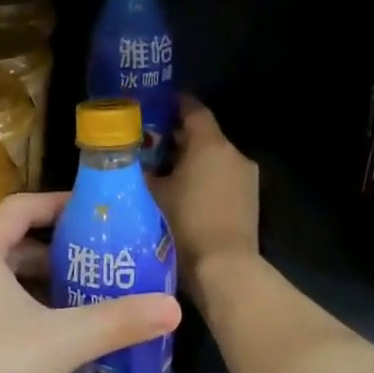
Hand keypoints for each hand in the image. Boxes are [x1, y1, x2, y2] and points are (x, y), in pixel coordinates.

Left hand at [0, 192, 179, 372]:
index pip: (21, 208)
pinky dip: (21, 306)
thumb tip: (173, 308)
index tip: (95, 214)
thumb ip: (116, 322)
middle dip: (56, 251)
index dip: (59, 204)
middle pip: (11, 242)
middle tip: (100, 261)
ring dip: (40, 283)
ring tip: (84, 296)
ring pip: (0, 277)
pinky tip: (51, 333)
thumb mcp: (60, 342)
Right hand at [151, 96, 259, 301]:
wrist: (224, 269)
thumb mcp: (151, 195)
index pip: (192, 108)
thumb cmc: (184, 225)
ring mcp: (245, 177)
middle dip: (175, 136)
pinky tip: (180, 193)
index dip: (172, 103)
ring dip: (189, 159)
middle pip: (202, 134)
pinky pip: (221, 177)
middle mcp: (233, 153)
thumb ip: (138, 171)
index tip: (152, 105)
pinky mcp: (249, 200)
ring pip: (212, 157)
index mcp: (210, 144)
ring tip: (160, 171)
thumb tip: (124, 160)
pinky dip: (202, 178)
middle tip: (146, 143)